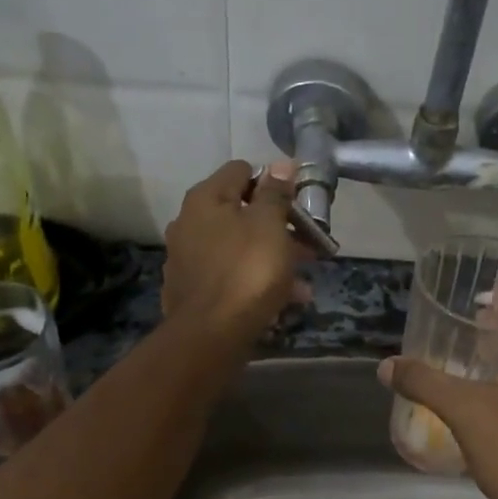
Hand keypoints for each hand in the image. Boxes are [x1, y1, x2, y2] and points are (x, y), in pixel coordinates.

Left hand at [162, 160, 308, 344]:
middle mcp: (189, 222)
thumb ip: (275, 193)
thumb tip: (280, 163)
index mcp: (206, 199)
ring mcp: (188, 258)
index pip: (242, 170)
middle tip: (309, 245)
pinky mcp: (193, 290)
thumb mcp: (270, 225)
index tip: (298, 203)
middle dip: (279, 227)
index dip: (273, 182)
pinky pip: (231, 276)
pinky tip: (283, 300)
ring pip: (239, 248)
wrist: (211, 335)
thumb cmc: (247, 270)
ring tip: (303, 282)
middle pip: (241, 212)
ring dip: (273, 258)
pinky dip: (255, 282)